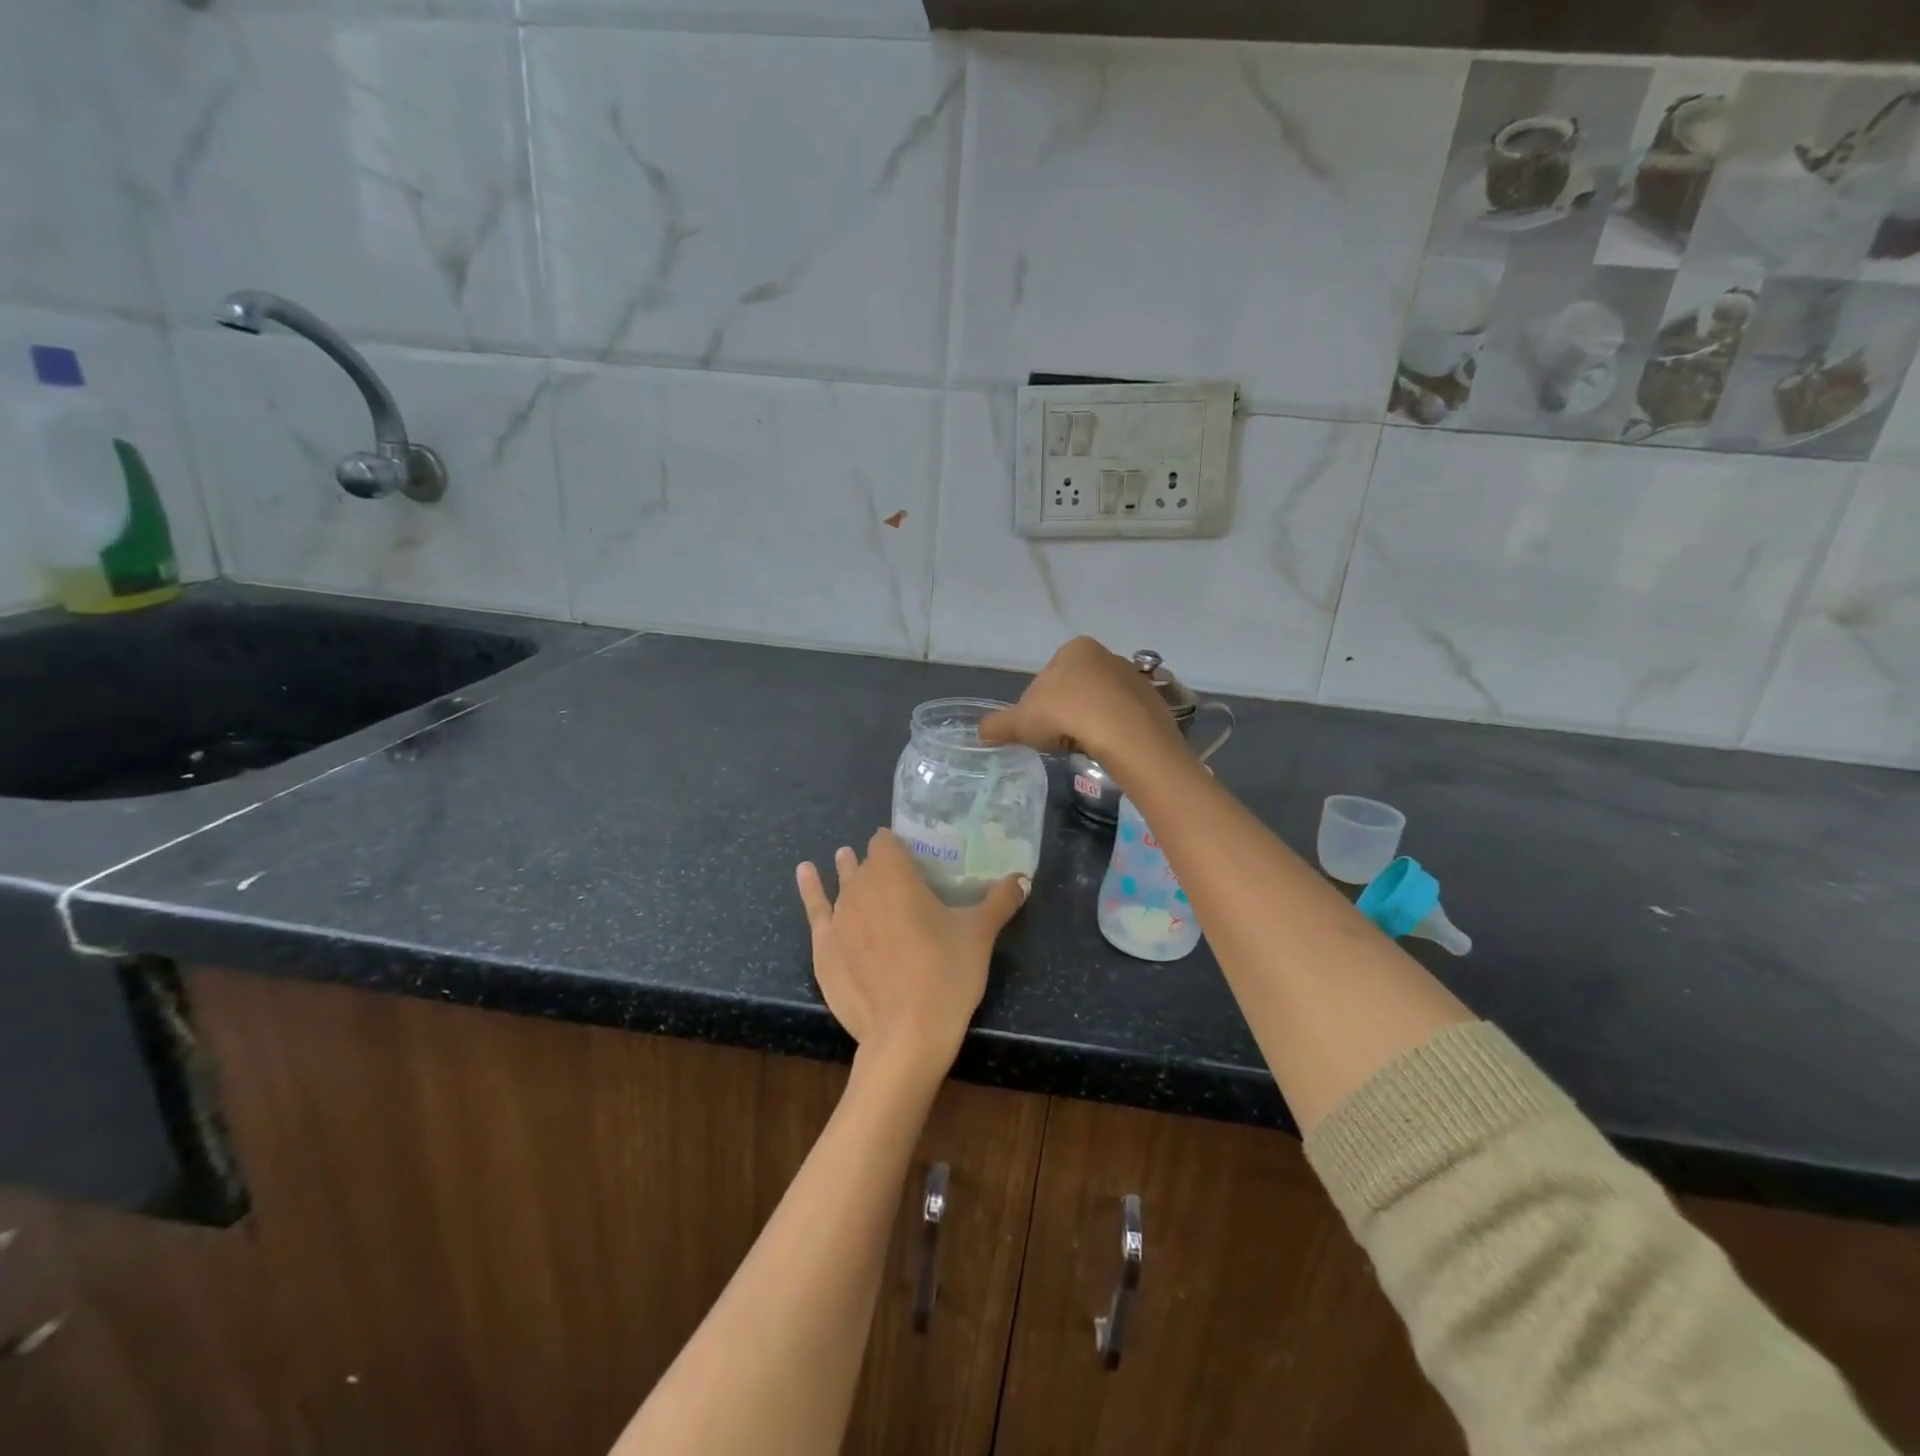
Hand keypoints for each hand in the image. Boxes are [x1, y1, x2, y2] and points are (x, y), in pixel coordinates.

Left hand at [796, 830, 1027, 1073]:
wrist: (907, 1035)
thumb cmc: (946, 973)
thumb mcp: (979, 934)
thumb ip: (1000, 900)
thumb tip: (1023, 878)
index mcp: (895, 873)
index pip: (887, 841)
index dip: (897, 844)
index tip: (911, 855)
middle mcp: (860, 886)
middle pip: (864, 862)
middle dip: (875, 862)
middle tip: (894, 873)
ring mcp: (837, 918)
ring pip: (841, 882)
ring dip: (847, 872)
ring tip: (846, 860)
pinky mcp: (822, 948)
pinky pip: (813, 908)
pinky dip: (810, 889)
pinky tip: (805, 873)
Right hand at [980, 637, 1186, 778]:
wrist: (1124, 732)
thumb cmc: (1066, 715)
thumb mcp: (1021, 722)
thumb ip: (998, 725)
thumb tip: (981, 732)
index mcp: (1074, 649)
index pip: (1047, 678)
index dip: (1038, 705)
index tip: (1039, 727)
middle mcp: (1106, 655)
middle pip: (1075, 688)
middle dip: (1066, 712)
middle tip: (1059, 738)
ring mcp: (1133, 677)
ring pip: (1101, 703)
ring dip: (1090, 722)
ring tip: (1084, 745)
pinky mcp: (1152, 701)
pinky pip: (1124, 718)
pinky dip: (1114, 731)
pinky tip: (1107, 748)